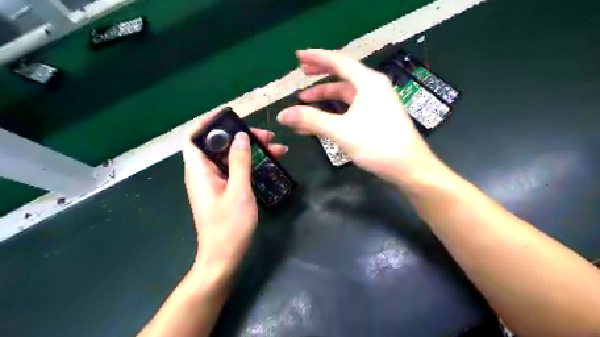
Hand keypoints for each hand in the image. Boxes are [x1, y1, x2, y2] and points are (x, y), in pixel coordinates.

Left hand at [182, 110, 288, 281]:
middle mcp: (203, 174)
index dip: (207, 123)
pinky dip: (250, 164)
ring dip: (250, 150)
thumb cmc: (229, 227)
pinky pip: (235, 170)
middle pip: (218, 145)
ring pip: (230, 158)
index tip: (230, 116)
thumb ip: (239, 162)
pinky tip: (269, 164)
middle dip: (241, 136)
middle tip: (267, 136)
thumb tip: (241, 136)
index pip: (194, 137)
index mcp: (199, 171)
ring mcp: (214, 183)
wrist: (223, 258)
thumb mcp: (238, 192)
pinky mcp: (224, 191)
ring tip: (276, 148)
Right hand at [279, 49, 438, 184]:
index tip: (298, 56)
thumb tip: (282, 115)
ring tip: (304, 101)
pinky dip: (334, 112)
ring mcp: (376, 104)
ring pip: (345, 95)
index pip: (338, 61)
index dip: (316, 57)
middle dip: (320, 75)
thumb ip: (311, 120)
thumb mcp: (341, 131)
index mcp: (368, 83)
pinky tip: (322, 120)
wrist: (409, 167)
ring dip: (324, 98)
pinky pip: (350, 109)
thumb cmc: (377, 144)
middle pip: (342, 76)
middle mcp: (373, 88)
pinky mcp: (376, 118)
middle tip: (301, 73)